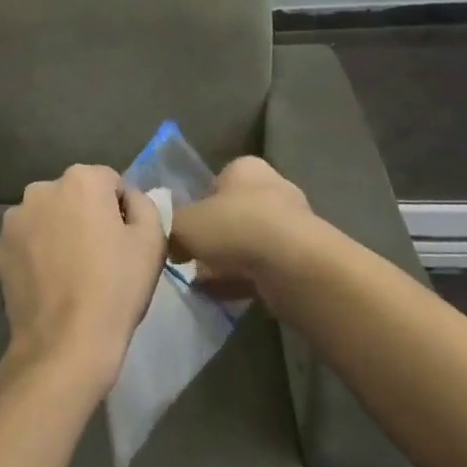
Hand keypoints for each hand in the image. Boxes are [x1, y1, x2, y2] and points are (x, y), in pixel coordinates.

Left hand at [0, 164, 166, 394]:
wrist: (65, 344)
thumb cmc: (115, 288)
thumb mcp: (152, 240)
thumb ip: (144, 204)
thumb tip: (128, 199)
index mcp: (81, 179)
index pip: (110, 182)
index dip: (122, 210)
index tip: (125, 241)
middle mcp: (41, 189)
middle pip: (74, 195)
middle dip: (87, 216)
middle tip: (100, 257)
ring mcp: (15, 219)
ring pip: (48, 217)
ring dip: (59, 232)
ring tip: (73, 272)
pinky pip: (27, 242)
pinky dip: (37, 253)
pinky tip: (50, 284)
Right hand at [168, 156, 317, 302]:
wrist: (291, 265)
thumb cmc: (234, 227)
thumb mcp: (184, 223)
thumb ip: (169, 226)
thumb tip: (166, 239)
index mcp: (245, 169)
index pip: (216, 182)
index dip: (198, 206)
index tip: (184, 230)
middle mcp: (272, 189)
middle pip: (233, 213)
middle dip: (214, 236)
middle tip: (191, 257)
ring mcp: (291, 226)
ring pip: (249, 243)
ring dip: (227, 261)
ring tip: (202, 282)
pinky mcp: (301, 260)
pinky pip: (263, 269)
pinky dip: (243, 281)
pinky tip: (221, 297)